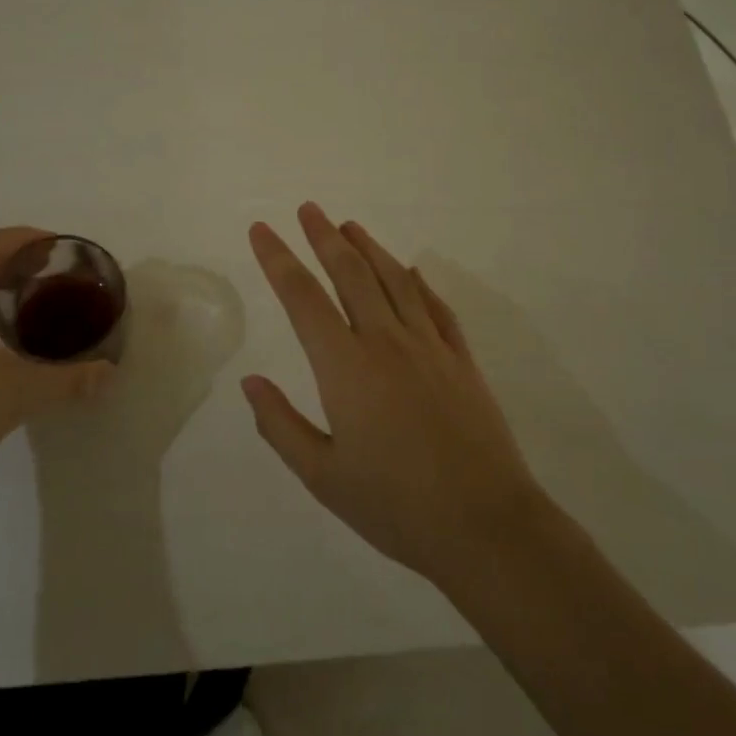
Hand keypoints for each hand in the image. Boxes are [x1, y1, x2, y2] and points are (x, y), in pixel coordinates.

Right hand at [244, 203, 548, 588]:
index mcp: (345, 367)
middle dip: (324, 237)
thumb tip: (250, 383)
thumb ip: (281, 425)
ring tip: (349, 225)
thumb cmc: (396, 506)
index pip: (302, 298)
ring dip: (369, 248)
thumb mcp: (322, 477)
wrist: (486, 526)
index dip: (278, 260)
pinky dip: (418, 283)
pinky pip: (436, 308)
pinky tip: (410, 271)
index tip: (261, 230)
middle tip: (308, 209)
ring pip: (394, 281)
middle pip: (350, 274)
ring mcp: (429, 347)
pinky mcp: (461, 361)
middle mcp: (386, 342)